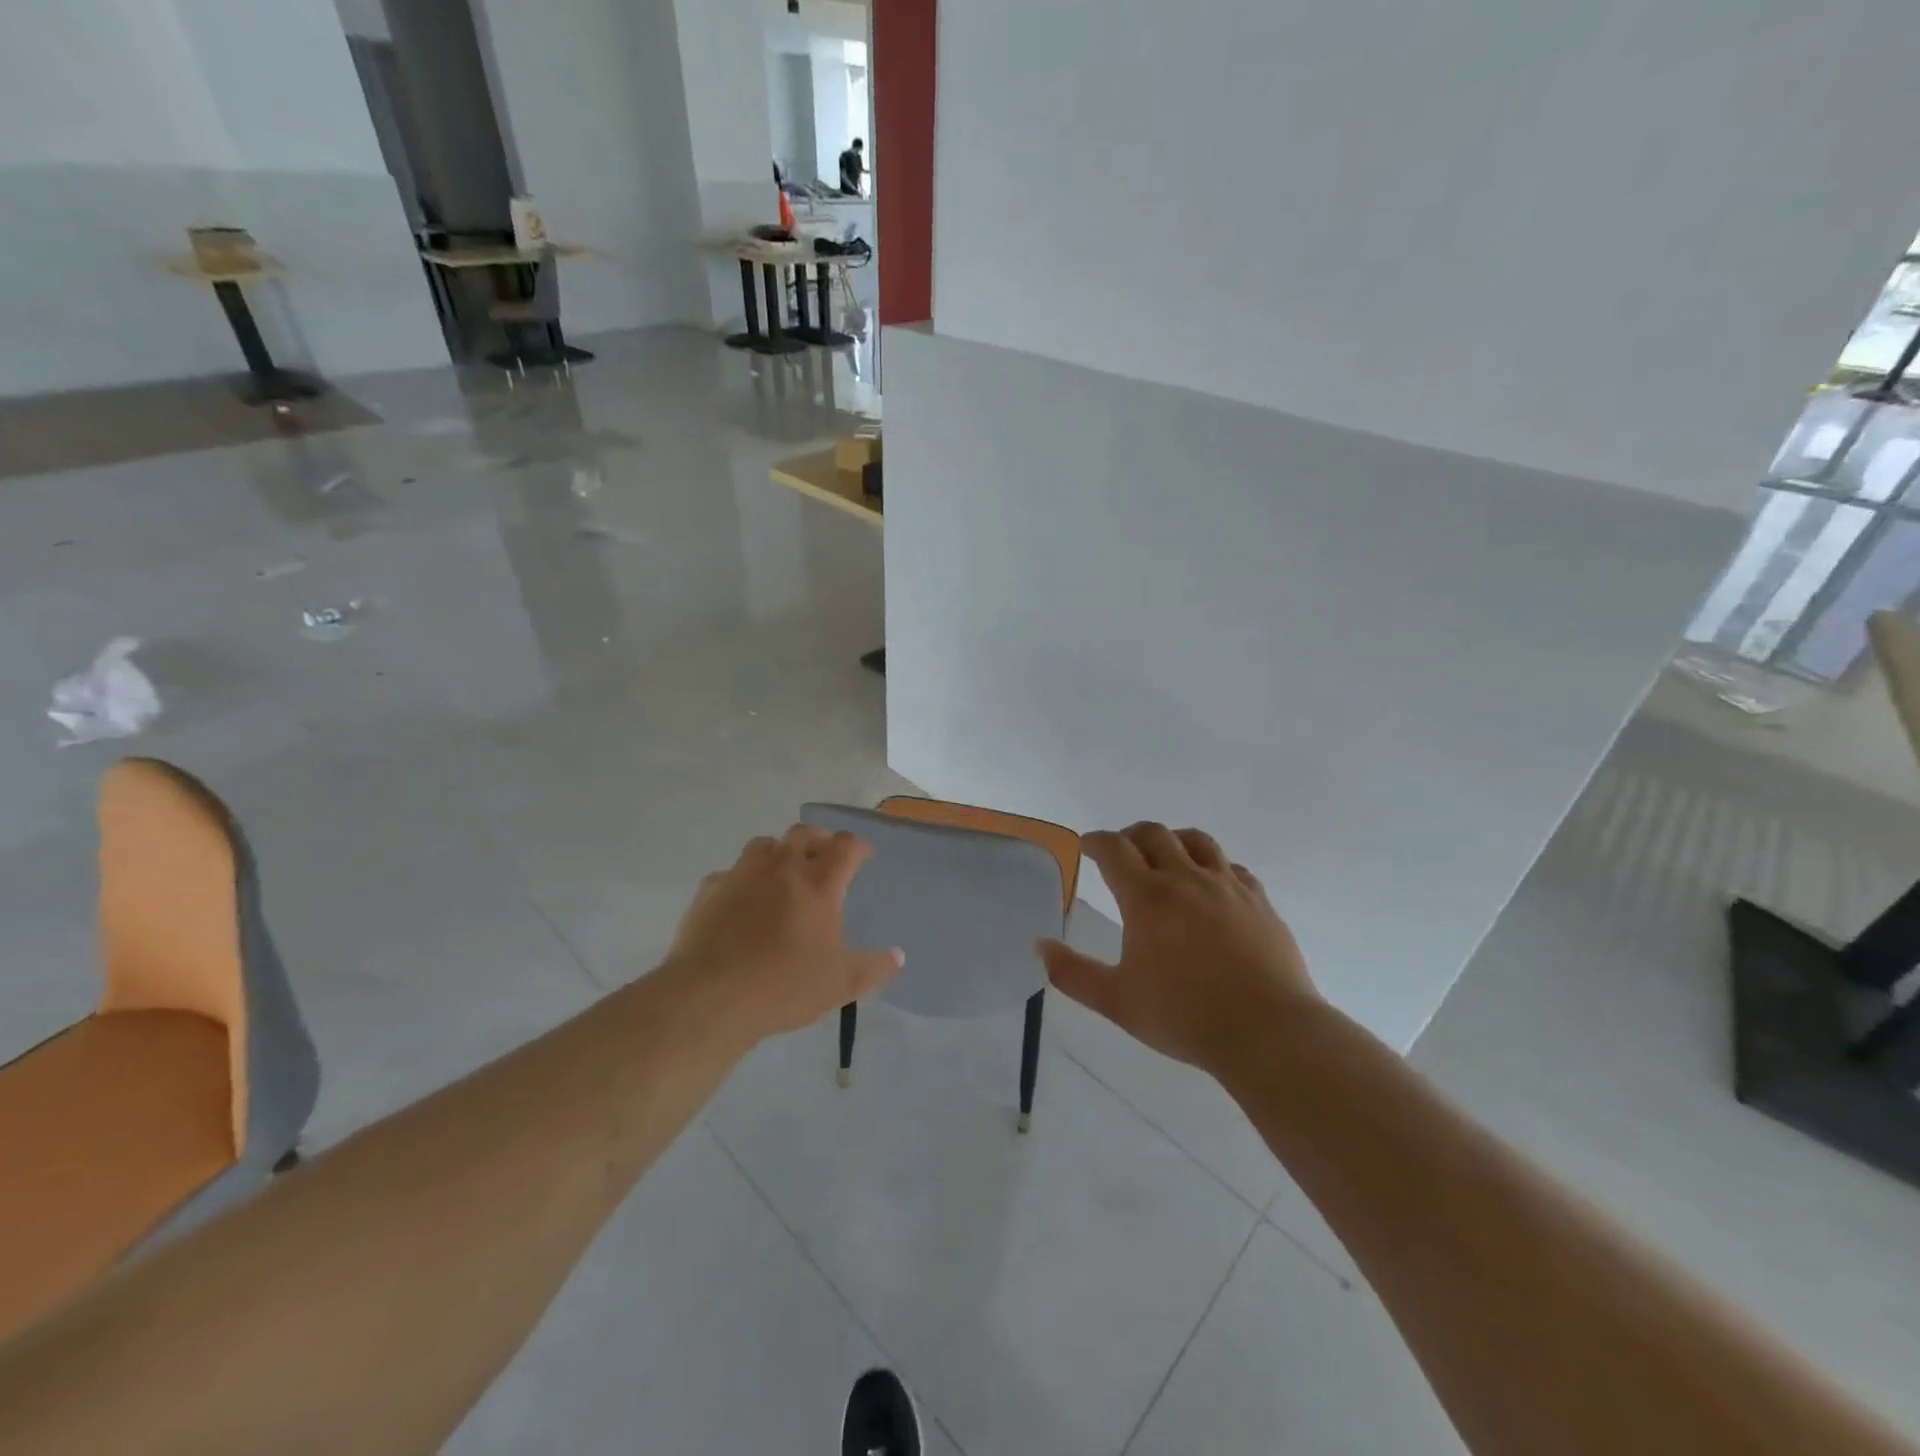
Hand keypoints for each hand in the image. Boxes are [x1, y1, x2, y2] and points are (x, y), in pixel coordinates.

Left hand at [669, 825, 902, 1042]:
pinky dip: (742, 879)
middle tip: (824, 856)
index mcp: (818, 884)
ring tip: (783, 871)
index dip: (858, 847)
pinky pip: (730, 873)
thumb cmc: (785, 986)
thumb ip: (874, 968)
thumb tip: (898, 956)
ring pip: (764, 845)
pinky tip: (742, 900)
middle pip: (803, 834)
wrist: (711, 997)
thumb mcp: (841, 985)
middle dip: (819, 839)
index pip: (845, 847)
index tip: (864, 856)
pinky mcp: (710, 890)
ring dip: (779, 852)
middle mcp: (782, 868)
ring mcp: (742, 875)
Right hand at [1039, 823, 1318, 1073]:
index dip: (1096, 841)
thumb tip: (1039, 945)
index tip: (1087, 845)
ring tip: (1167, 856)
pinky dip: (1214, 866)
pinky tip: (1213, 885)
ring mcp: (1228, 887)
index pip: (1114, 849)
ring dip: (1174, 841)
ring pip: (1197, 841)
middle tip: (1121, 850)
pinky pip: (1233, 867)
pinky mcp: (1260, 901)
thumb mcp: (1117, 1001)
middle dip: (1131, 835)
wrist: (1268, 1032)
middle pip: (1154, 834)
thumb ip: (1072, 973)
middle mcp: (1186, 879)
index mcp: (1147, 898)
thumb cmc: (1184, 1016)